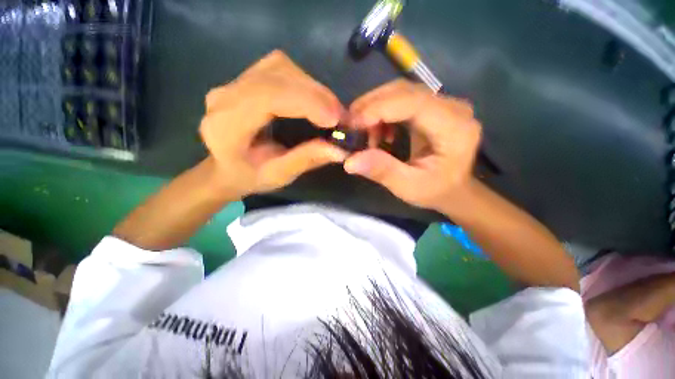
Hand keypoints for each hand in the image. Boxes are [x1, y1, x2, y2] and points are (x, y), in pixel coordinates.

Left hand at [199, 50, 347, 198]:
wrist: (223, 168)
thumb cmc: (248, 177)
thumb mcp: (278, 176)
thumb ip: (305, 160)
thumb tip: (339, 149)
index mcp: (227, 124)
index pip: (268, 96)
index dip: (306, 102)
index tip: (335, 119)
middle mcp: (226, 95)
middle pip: (277, 75)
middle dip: (315, 94)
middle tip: (340, 116)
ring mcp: (234, 83)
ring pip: (280, 67)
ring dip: (311, 87)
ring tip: (329, 110)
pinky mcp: (245, 79)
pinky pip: (279, 69)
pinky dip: (303, 83)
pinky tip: (313, 101)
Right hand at [344, 79, 480, 211]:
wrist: (453, 189)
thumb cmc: (435, 191)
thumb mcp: (408, 187)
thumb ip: (382, 171)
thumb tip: (350, 160)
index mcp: (454, 127)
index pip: (414, 102)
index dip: (379, 109)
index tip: (352, 124)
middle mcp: (452, 107)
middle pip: (405, 91)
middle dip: (371, 106)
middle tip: (349, 126)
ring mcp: (443, 104)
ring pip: (401, 92)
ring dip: (375, 108)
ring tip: (362, 132)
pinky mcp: (432, 107)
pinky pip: (402, 100)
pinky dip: (382, 112)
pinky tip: (377, 131)